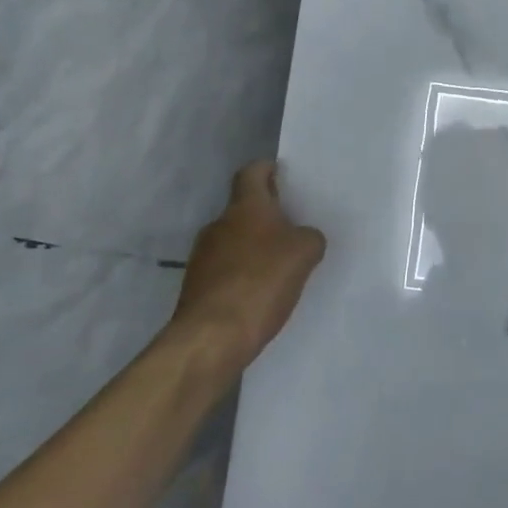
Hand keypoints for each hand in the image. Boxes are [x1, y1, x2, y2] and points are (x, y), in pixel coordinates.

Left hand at [170, 162, 326, 377]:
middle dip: (267, 215)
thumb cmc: (261, 282)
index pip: (252, 173)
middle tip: (295, 227)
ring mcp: (203, 256)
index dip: (267, 170)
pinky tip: (263, 293)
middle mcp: (219, 224)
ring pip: (235, 240)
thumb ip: (310, 237)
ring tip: (282, 265)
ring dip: (255, 247)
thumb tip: (303, 238)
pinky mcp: (197, 286)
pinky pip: (227, 269)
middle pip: (244, 209)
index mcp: (245, 207)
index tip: (283, 174)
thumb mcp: (304, 253)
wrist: (212, 337)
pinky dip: (244, 274)